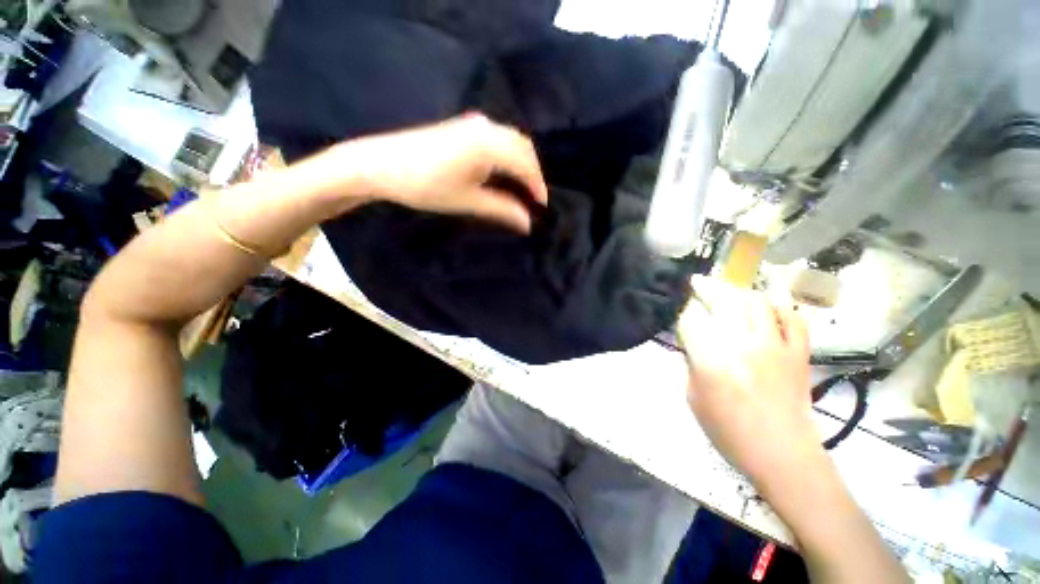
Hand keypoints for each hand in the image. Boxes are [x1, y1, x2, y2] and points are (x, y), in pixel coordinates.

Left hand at [336, 113, 547, 231]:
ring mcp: (473, 122)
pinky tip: (496, 168)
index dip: (537, 186)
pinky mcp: (461, 123)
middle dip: (531, 171)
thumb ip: (501, 209)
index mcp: (492, 143)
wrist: (380, 163)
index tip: (541, 207)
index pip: (527, 164)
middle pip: (522, 146)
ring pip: (509, 138)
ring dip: (518, 159)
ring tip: (516, 186)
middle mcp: (488, 127)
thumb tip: (527, 222)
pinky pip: (495, 135)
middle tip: (531, 198)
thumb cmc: (423, 184)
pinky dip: (504, 151)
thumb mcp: (465, 200)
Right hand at [678, 277, 823, 491]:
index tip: (686, 320)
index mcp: (713, 363)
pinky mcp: (798, 347)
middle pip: (723, 299)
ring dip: (743, 295)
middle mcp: (743, 343)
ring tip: (736, 298)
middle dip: (708, 288)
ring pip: (757, 300)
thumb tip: (694, 348)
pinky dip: (782, 307)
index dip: (685, 317)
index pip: (692, 320)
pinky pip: (792, 315)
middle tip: (701, 284)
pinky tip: (773, 307)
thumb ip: (693, 372)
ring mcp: (775, 342)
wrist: (780, 449)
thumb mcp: (699, 408)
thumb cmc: (734, 436)